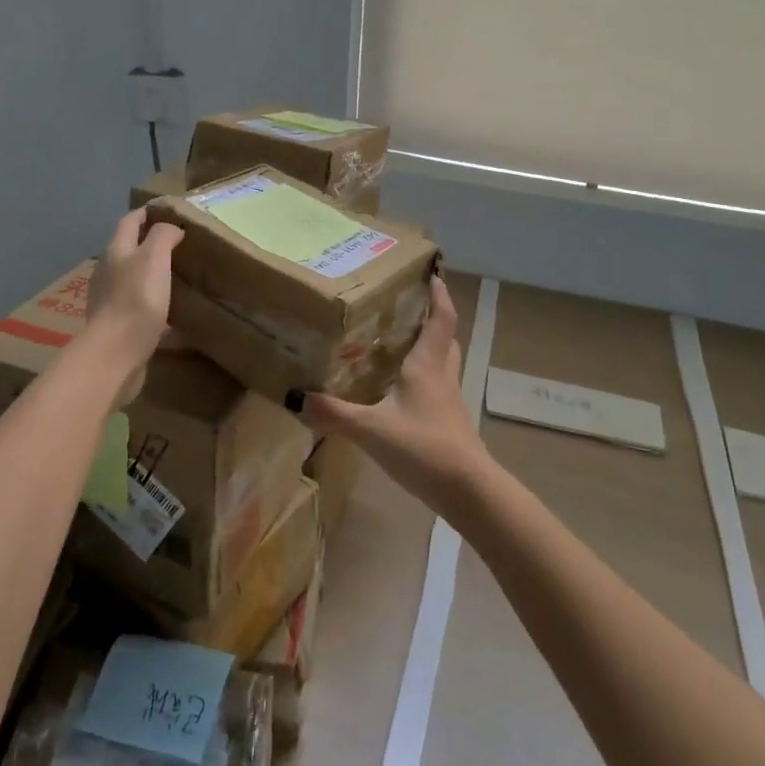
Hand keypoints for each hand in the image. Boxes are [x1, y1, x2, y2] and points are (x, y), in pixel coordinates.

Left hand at [84, 209, 183, 385]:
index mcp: (116, 252)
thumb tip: (170, 228)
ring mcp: (109, 300)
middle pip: (127, 249)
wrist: (115, 354)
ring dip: (149, 273)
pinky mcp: (116, 325)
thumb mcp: (154, 258)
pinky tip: (168, 312)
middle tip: (177, 244)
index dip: (146, 213)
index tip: (166, 210)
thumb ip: (162, 236)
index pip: (129, 222)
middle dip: (148, 243)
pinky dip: (150, 302)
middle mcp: (107, 272)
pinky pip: (135, 306)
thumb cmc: (136, 300)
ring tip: (175, 276)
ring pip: (131, 278)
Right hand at [303, 277, 490, 516]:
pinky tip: (403, 390)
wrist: (468, 492)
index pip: (441, 318)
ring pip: (444, 362)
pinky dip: (425, 377)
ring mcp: (449, 401)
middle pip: (446, 337)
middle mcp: (442, 376)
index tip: (432, 273)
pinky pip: (438, 387)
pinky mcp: (449, 423)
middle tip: (409, 306)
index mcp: (427, 365)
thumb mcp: (371, 430)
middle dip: (433, 317)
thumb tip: (296, 397)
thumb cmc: (423, 447)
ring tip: (403, 341)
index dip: (439, 294)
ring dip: (431, 346)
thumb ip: (334, 413)